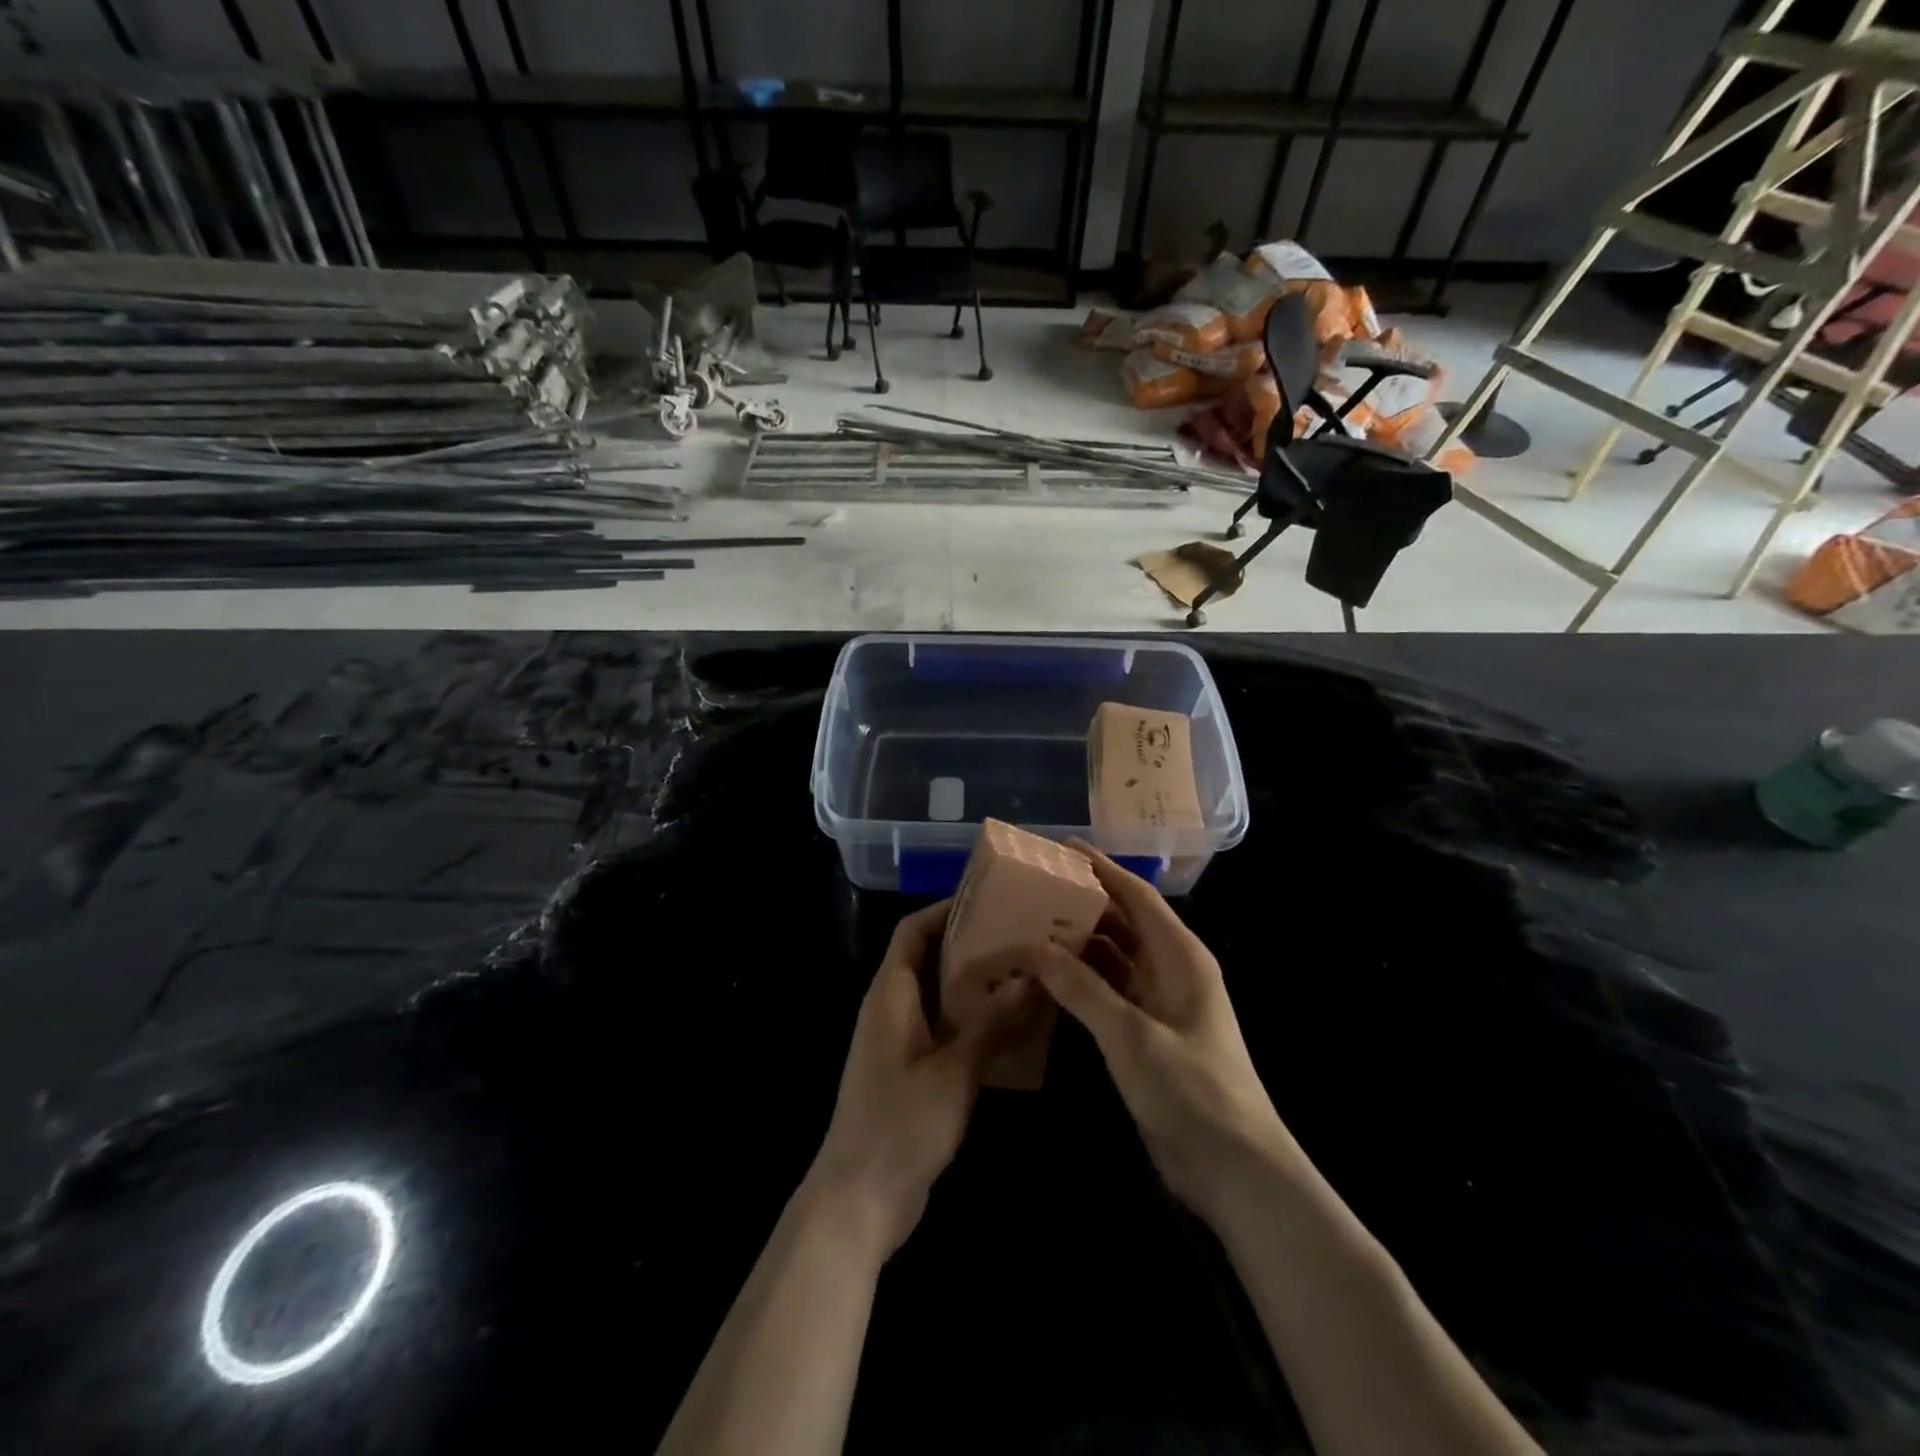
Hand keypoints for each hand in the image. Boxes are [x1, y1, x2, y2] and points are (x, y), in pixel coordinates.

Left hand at [807, 900, 1031, 1256]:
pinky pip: (944, 1029)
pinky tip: (1013, 1027)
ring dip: (976, 984)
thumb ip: (990, 1023)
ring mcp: (899, 1042)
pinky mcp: (911, 1072)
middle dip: (971, 944)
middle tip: (1021, 935)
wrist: (859, 1202)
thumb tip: (1030, 977)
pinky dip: (973, 1021)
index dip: (946, 910)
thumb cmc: (900, 1125)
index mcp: (890, 994)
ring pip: (939, 995)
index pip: (913, 931)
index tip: (990, 900)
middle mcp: (891, 1009)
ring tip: (1026, 973)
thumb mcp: (953, 1071)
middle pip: (928, 958)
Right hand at [1015, 845, 1294, 1225]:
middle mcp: (1171, 970)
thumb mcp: (1130, 1035)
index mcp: (1180, 956)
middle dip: (1083, 903)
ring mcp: (1159, 1003)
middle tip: (1033, 887)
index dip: (1102, 868)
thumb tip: (1033, 947)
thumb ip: (1081, 987)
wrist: (1234, 1170)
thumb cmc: (1191, 1091)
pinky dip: (1080, 980)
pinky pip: (1108, 991)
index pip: (1137, 896)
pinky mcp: (1146, 1033)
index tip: (1062, 848)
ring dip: (1077, 942)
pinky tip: (1046, 976)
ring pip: (1113, 958)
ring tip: (1030, 924)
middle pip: (1122, 922)